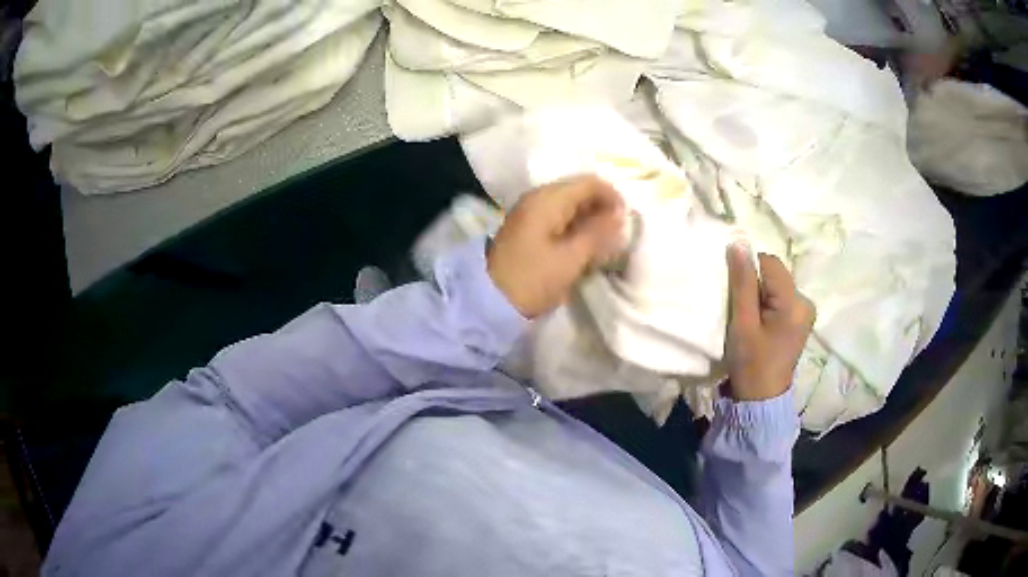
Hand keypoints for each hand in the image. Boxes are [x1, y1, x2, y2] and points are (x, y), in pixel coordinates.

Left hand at [488, 175, 624, 317]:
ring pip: (570, 205)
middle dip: (602, 208)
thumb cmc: (532, 279)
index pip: (589, 182)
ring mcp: (530, 213)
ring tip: (605, 243)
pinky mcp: (527, 229)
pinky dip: (575, 227)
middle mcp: (538, 198)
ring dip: (589, 219)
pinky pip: (558, 218)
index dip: (613, 197)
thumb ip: (597, 233)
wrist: (489, 300)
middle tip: (618, 234)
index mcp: (548, 199)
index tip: (627, 221)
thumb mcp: (570, 258)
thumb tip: (620, 215)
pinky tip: (584, 246)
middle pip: (579, 191)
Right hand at [724, 243, 815, 400]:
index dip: (749, 273)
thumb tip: (738, 244)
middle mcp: (806, 302)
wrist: (760, 398)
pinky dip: (767, 304)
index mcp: (795, 302)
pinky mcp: (801, 319)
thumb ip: (742, 282)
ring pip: (777, 285)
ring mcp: (806, 311)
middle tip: (743, 312)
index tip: (738, 297)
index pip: (769, 263)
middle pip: (775, 274)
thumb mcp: (742, 322)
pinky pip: (781, 297)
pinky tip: (761, 324)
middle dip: (756, 285)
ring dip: (760, 295)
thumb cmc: (751, 362)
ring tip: (751, 320)